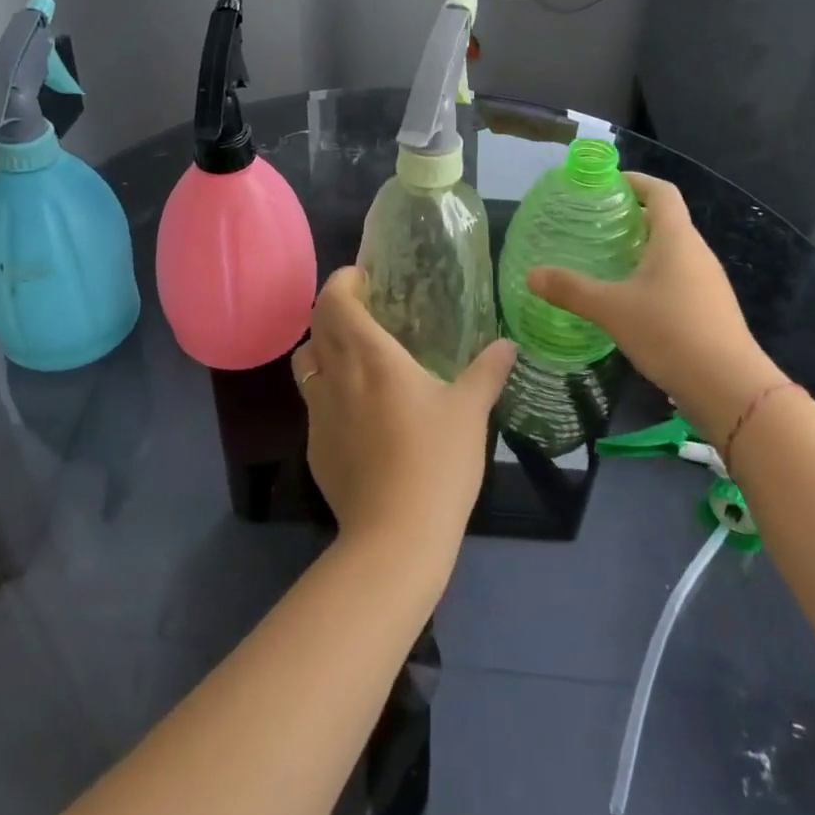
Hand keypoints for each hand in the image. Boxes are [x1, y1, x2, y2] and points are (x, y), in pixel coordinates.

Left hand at [290, 268, 513, 567]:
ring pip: (305, 362)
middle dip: (333, 308)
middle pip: (316, 325)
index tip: (362, 278)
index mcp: (371, 356)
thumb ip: (487, 371)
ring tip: (352, 354)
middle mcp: (336, 376)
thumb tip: (509, 344)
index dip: (342, 281)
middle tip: (364, 310)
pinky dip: (326, 389)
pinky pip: (312, 402)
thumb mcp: (470, 411)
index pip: (335, 301)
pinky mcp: (314, 447)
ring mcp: (318, 413)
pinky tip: (356, 410)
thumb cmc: (436, 462)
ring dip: (322, 347)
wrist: (395, 536)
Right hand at [526, 172, 783, 435]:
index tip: (606, 184)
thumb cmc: (669, 333)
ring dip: (642, 247)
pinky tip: (629, 298)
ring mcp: (708, 282)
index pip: (660, 192)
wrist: (730, 388)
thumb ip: (570, 290)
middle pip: (666, 220)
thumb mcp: (611, 309)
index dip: (635, 181)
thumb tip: (531, 275)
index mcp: (676, 239)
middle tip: (594, 223)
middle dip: (632, 216)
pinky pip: (678, 277)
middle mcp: (696, 252)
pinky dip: (653, 274)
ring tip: (606, 258)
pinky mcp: (710, 308)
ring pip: (672, 251)